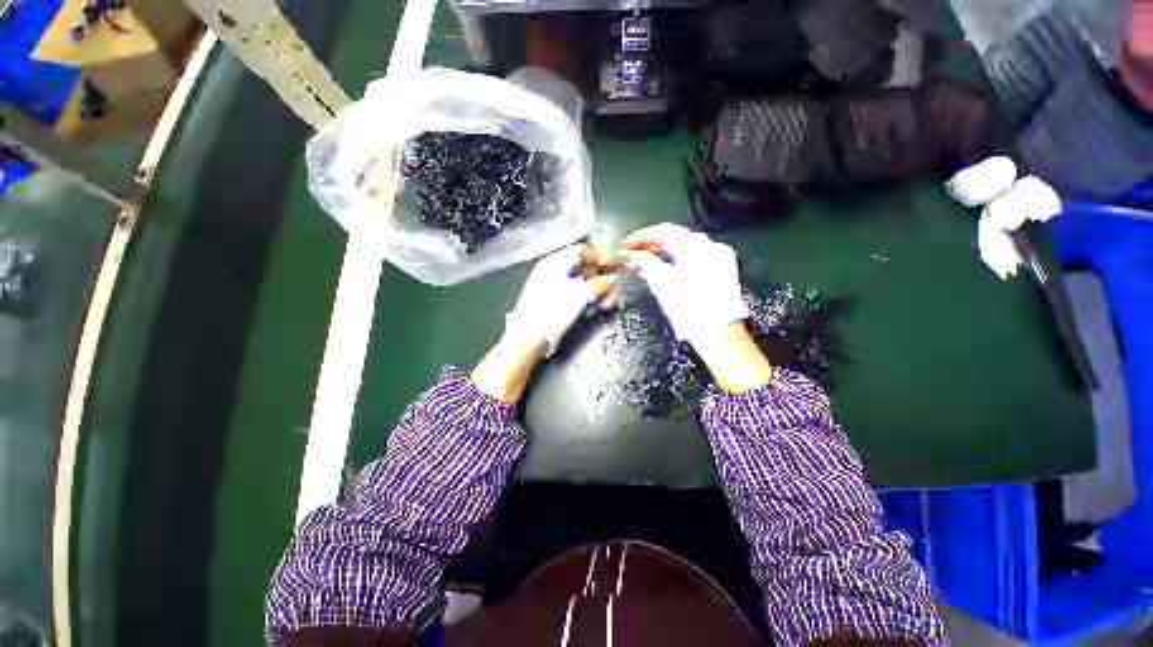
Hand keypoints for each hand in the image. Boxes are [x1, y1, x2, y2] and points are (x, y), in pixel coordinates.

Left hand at [472, 244, 615, 402]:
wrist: (529, 337)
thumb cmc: (552, 312)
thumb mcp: (579, 296)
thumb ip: (598, 285)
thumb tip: (612, 280)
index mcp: (554, 262)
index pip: (581, 251)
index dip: (599, 259)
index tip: (613, 268)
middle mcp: (551, 271)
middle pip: (580, 267)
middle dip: (599, 277)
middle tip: (612, 288)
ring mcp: (549, 287)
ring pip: (577, 283)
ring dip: (593, 291)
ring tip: (605, 302)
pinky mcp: (550, 302)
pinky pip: (570, 294)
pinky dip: (582, 299)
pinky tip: (590, 309)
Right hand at [622, 224, 748, 342]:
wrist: (718, 333)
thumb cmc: (687, 309)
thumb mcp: (661, 284)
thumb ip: (645, 263)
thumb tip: (632, 253)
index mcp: (695, 247)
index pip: (664, 231)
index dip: (642, 236)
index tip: (626, 244)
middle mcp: (711, 246)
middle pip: (676, 238)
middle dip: (652, 245)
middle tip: (632, 253)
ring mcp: (719, 258)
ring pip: (686, 247)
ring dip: (663, 253)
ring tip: (643, 263)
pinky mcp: (722, 270)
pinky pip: (695, 258)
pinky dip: (677, 260)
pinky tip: (663, 269)